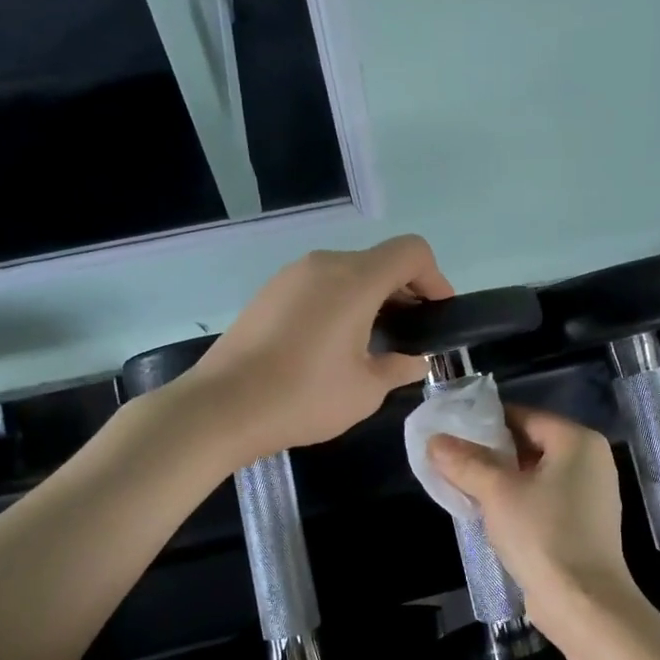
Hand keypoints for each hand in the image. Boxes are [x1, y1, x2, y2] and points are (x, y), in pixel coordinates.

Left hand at [187, 236, 453, 458]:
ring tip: (374, 344)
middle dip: (406, 292)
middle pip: (381, 261)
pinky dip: (342, 302)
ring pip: (349, 272)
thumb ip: (400, 367)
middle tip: (411, 337)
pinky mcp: (270, 291)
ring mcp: (293, 275)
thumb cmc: (303, 397)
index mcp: (355, 279)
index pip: (412, 252)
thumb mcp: (366, 391)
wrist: (221, 407)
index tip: (437, 316)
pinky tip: (334, 344)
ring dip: (373, 298)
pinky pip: (321, 284)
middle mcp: (325, 264)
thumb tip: (414, 359)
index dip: (435, 279)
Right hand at [427, 405, 639, 633]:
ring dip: (501, 480)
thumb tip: (435, 440)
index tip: (451, 434)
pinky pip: (544, 499)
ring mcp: (590, 494)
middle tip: (452, 462)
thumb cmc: (543, 535)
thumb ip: (465, 461)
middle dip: (490, 453)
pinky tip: (489, 514)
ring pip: (535, 474)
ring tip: (463, 487)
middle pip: (529, 443)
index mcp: (578, 440)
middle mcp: (591, 460)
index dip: (485, 423)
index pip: (523, 416)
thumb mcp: (497, 493)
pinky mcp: (584, 524)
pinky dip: (518, 501)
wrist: (584, 605)